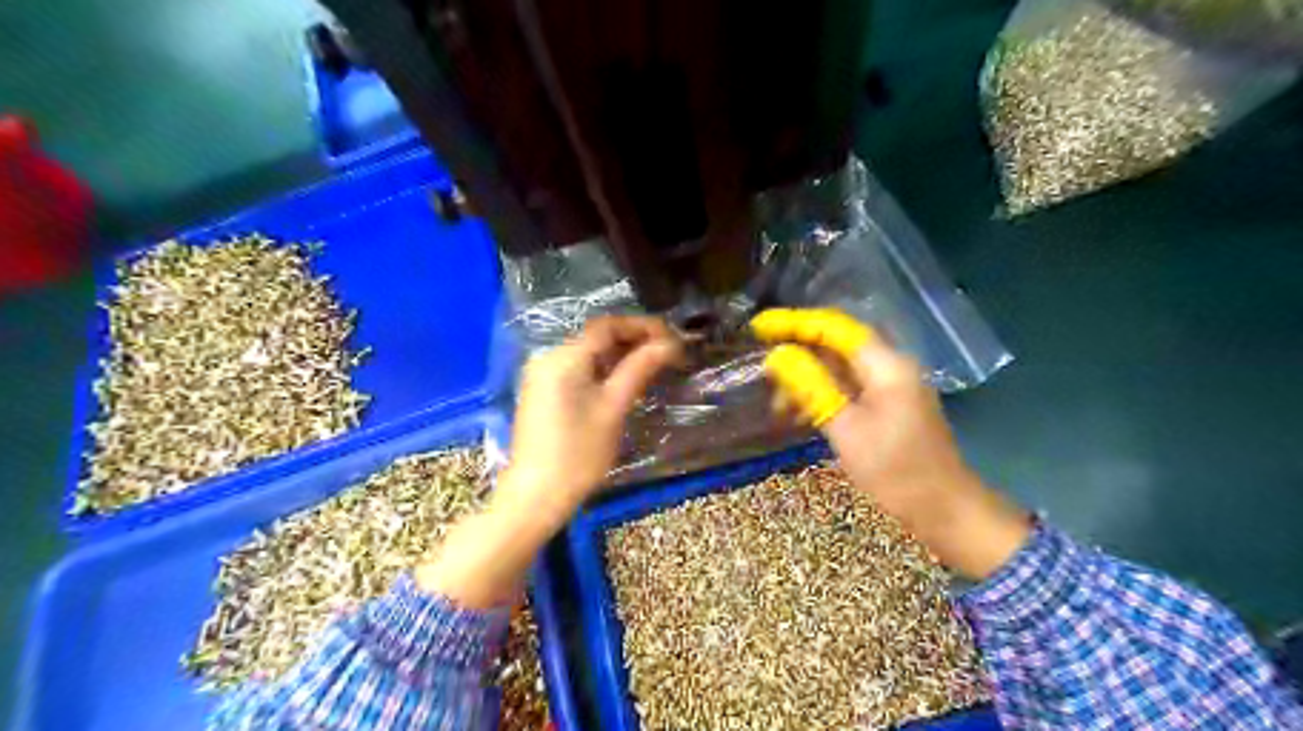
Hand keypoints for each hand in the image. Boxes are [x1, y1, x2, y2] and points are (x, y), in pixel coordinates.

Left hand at [501, 316, 682, 516]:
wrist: (536, 495)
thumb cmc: (578, 453)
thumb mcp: (614, 408)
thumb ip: (639, 369)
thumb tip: (668, 344)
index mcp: (564, 357)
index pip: (607, 325)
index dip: (642, 325)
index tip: (671, 337)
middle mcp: (549, 357)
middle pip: (596, 336)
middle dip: (633, 339)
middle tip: (667, 352)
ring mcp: (542, 375)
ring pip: (588, 353)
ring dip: (620, 354)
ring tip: (652, 365)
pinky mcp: (542, 393)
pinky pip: (577, 369)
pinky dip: (602, 369)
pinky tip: (624, 381)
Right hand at [753, 306, 1028, 577]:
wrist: (944, 509)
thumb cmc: (895, 471)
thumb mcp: (846, 429)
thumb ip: (812, 387)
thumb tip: (778, 356)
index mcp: (886, 366)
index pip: (834, 327)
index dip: (794, 323)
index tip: (759, 328)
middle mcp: (891, 367)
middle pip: (837, 344)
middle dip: (798, 352)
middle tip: (764, 370)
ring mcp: (892, 387)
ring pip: (840, 368)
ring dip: (807, 378)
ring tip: (777, 403)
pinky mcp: (889, 406)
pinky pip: (849, 388)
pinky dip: (822, 394)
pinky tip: (800, 413)